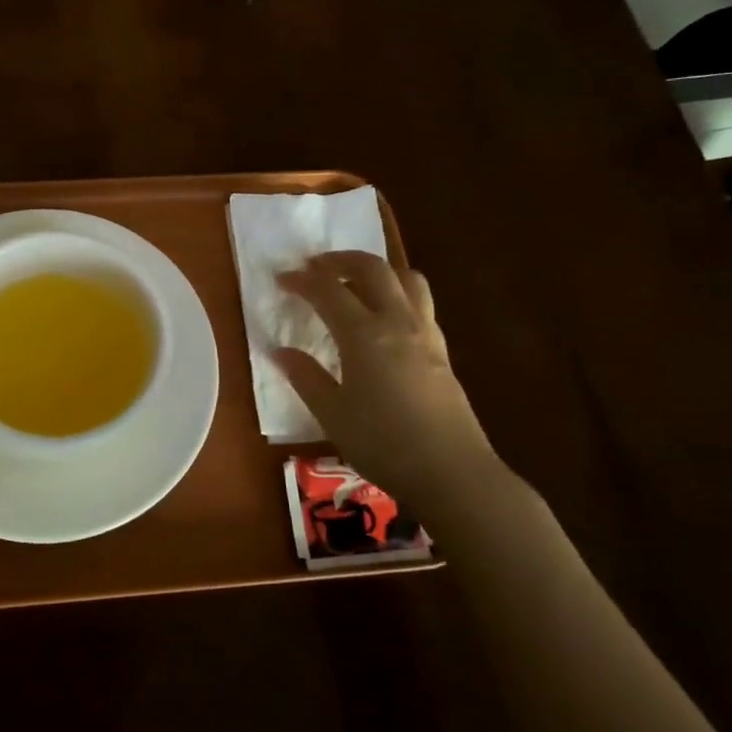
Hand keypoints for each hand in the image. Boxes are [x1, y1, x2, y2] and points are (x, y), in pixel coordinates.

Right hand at [275, 252, 495, 497]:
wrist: (451, 472)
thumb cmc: (383, 444)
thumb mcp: (332, 414)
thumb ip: (305, 377)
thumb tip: (280, 351)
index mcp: (364, 334)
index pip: (328, 290)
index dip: (302, 280)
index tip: (281, 279)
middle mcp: (397, 322)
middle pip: (373, 269)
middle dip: (340, 260)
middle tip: (316, 268)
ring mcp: (425, 334)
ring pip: (406, 279)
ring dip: (377, 270)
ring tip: (354, 283)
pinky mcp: (441, 351)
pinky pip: (419, 303)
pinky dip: (396, 294)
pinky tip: (383, 319)